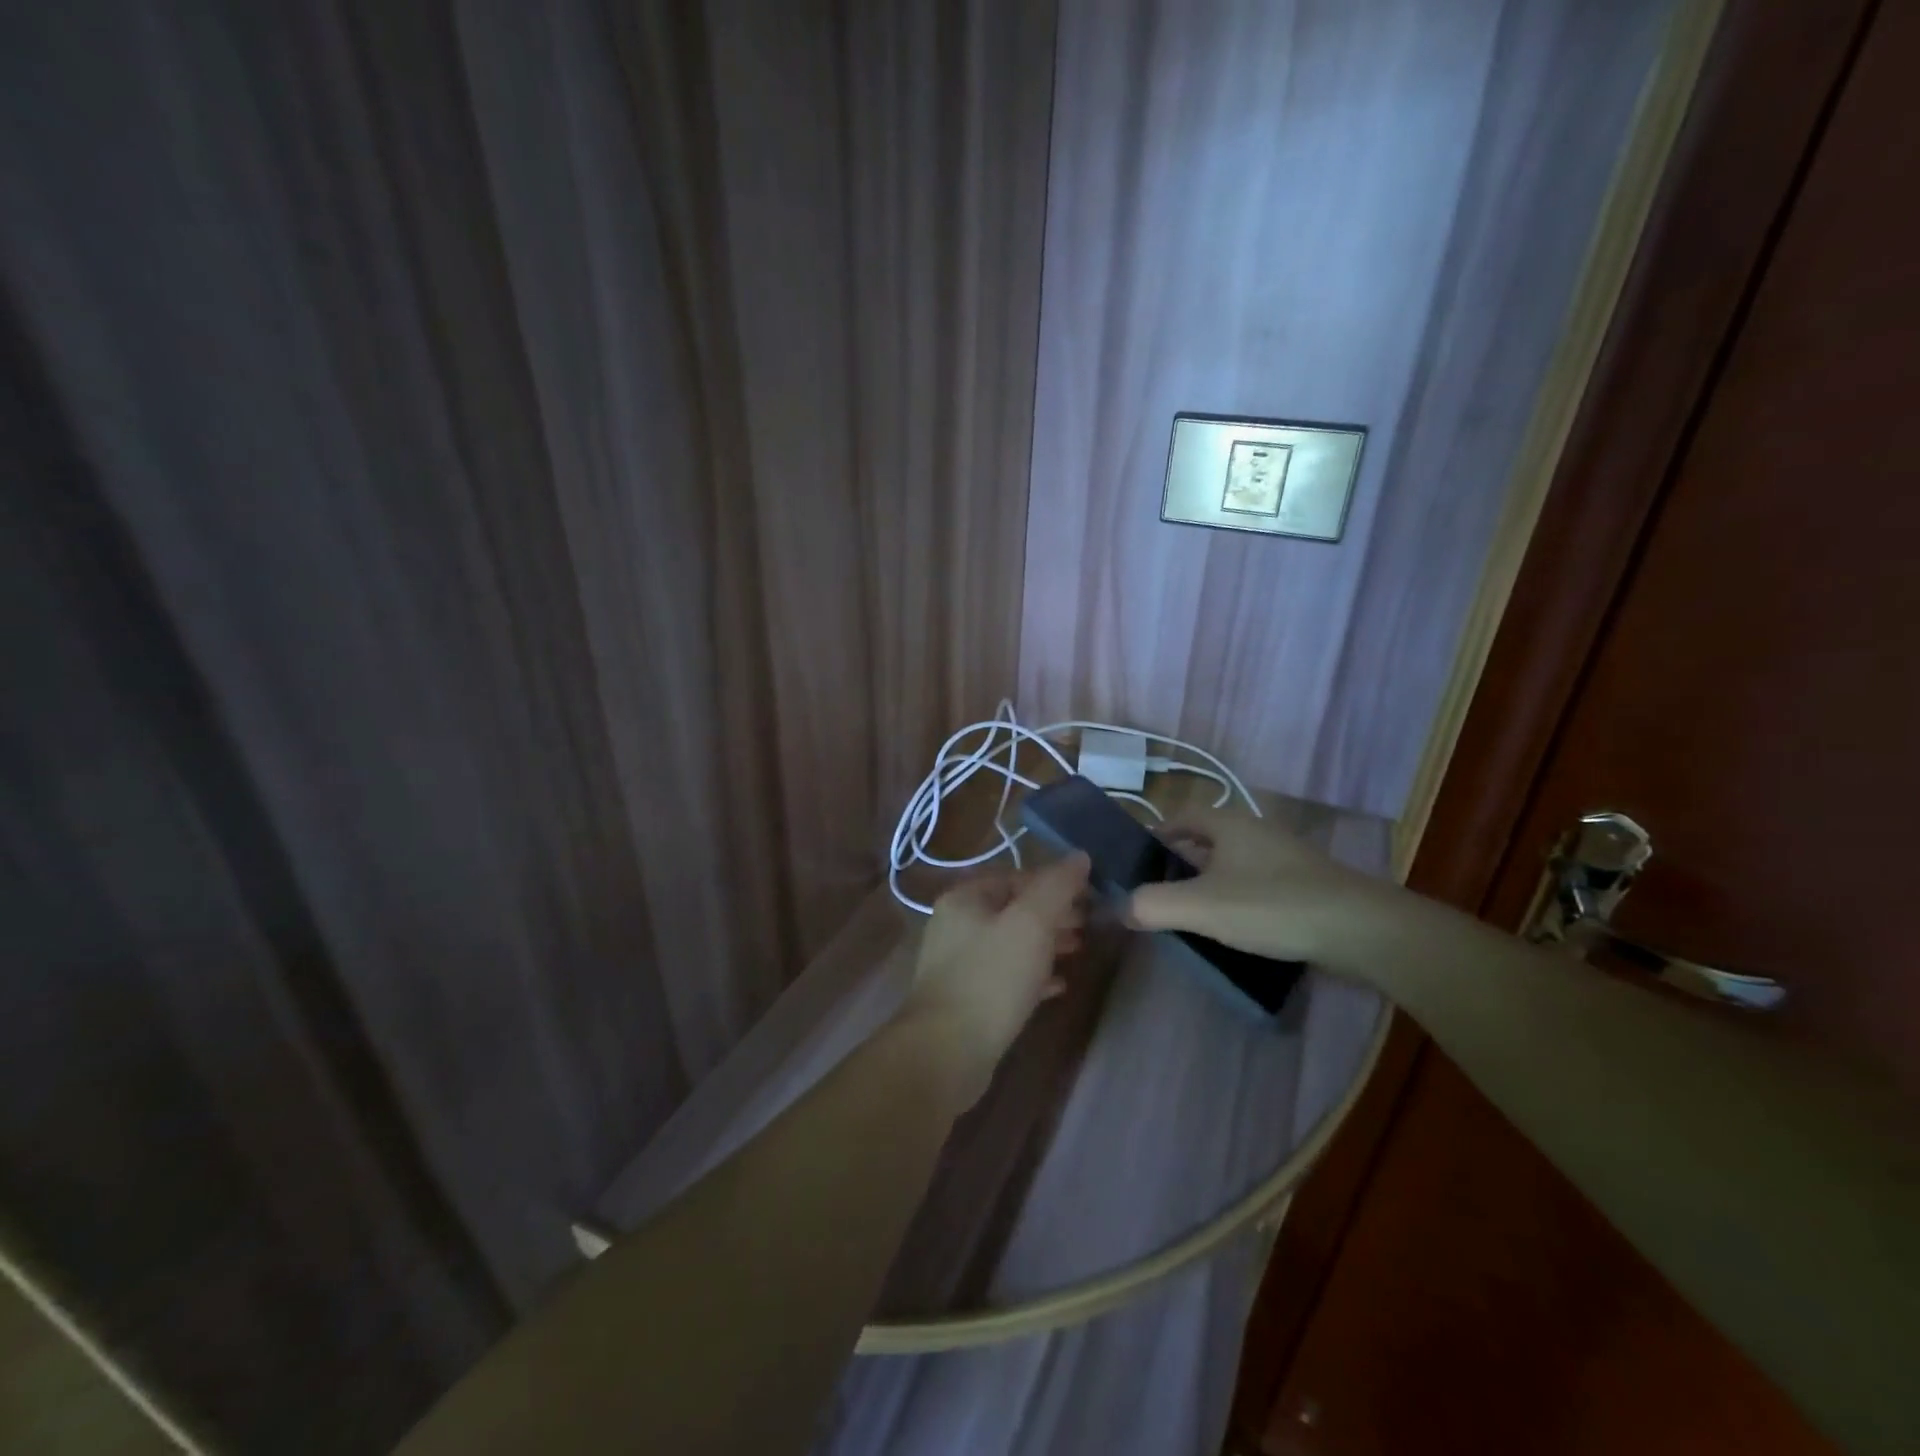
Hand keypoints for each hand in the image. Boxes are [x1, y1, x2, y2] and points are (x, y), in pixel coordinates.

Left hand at [899, 853, 1089, 1105]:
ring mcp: (959, 964)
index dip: (1055, 883)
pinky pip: (1006, 977)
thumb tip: (1080, 857)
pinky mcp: (968, 999)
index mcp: (965, 898)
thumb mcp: (1031, 923)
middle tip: (1088, 926)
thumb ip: (1057, 887)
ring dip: (1046, 945)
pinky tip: (1058, 987)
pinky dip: (1033, 976)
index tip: (1089, 898)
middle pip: (1014, 909)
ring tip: (1079, 951)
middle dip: (1053, 915)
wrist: (946, 1052)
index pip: (1016, 877)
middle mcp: (957, 925)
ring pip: (1011, 943)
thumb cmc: (991, 977)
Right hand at [1127, 806, 1395, 968]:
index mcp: (1228, 824)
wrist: (1360, 929)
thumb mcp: (1201, 907)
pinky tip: (1234, 926)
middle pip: (1207, 839)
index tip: (1138, 861)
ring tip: (1191, 913)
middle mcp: (1255, 831)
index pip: (1181, 816)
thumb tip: (1121, 908)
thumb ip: (1152, 905)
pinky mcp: (1305, 884)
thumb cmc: (1271, 905)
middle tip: (1158, 891)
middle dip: (1180, 861)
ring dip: (1209, 881)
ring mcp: (1284, 857)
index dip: (1157, 833)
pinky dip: (1237, 897)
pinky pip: (1257, 883)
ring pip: (1233, 862)